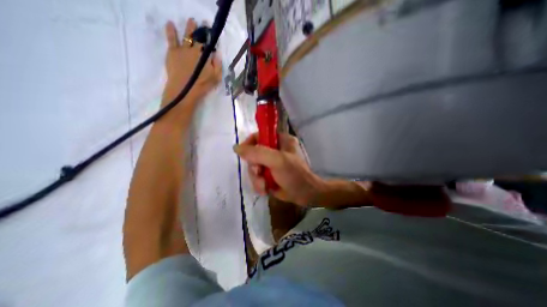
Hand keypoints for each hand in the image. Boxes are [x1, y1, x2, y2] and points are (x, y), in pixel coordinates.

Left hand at [161, 18, 220, 107]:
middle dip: (201, 31)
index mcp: (204, 55)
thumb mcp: (215, 77)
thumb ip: (217, 65)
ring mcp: (182, 49)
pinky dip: (171, 30)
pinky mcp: (172, 52)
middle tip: (203, 25)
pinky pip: (171, 38)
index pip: (208, 44)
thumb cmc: (202, 85)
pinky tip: (170, 24)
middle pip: (198, 38)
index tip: (212, 34)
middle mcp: (193, 49)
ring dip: (189, 28)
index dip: (210, 38)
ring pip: (186, 36)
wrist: (184, 89)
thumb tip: (217, 53)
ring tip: (191, 21)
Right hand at [231, 131, 323, 205]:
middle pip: (253, 153)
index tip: (244, 154)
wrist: (305, 195)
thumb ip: (257, 153)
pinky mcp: (269, 174)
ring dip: (256, 178)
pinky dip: (259, 184)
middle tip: (259, 173)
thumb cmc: (294, 175)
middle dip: (254, 167)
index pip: (259, 135)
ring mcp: (271, 163)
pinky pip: (256, 177)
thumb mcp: (277, 161)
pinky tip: (265, 190)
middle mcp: (274, 150)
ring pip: (253, 167)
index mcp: (280, 140)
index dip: (249, 143)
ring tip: (264, 185)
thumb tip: (236, 148)